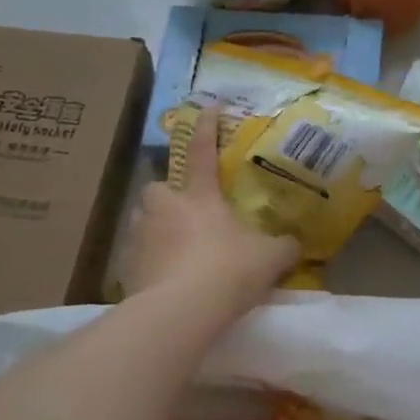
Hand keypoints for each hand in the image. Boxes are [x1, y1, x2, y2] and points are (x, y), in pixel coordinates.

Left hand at [122, 103, 297, 314]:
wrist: (179, 313)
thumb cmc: (227, 270)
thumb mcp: (270, 257)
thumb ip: (283, 245)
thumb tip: (293, 243)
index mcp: (198, 196)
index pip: (204, 152)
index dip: (208, 128)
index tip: (209, 106)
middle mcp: (163, 209)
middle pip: (159, 189)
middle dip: (170, 196)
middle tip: (189, 213)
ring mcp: (139, 238)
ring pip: (146, 223)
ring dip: (160, 231)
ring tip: (181, 251)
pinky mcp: (126, 271)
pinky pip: (141, 259)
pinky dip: (154, 265)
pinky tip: (171, 283)